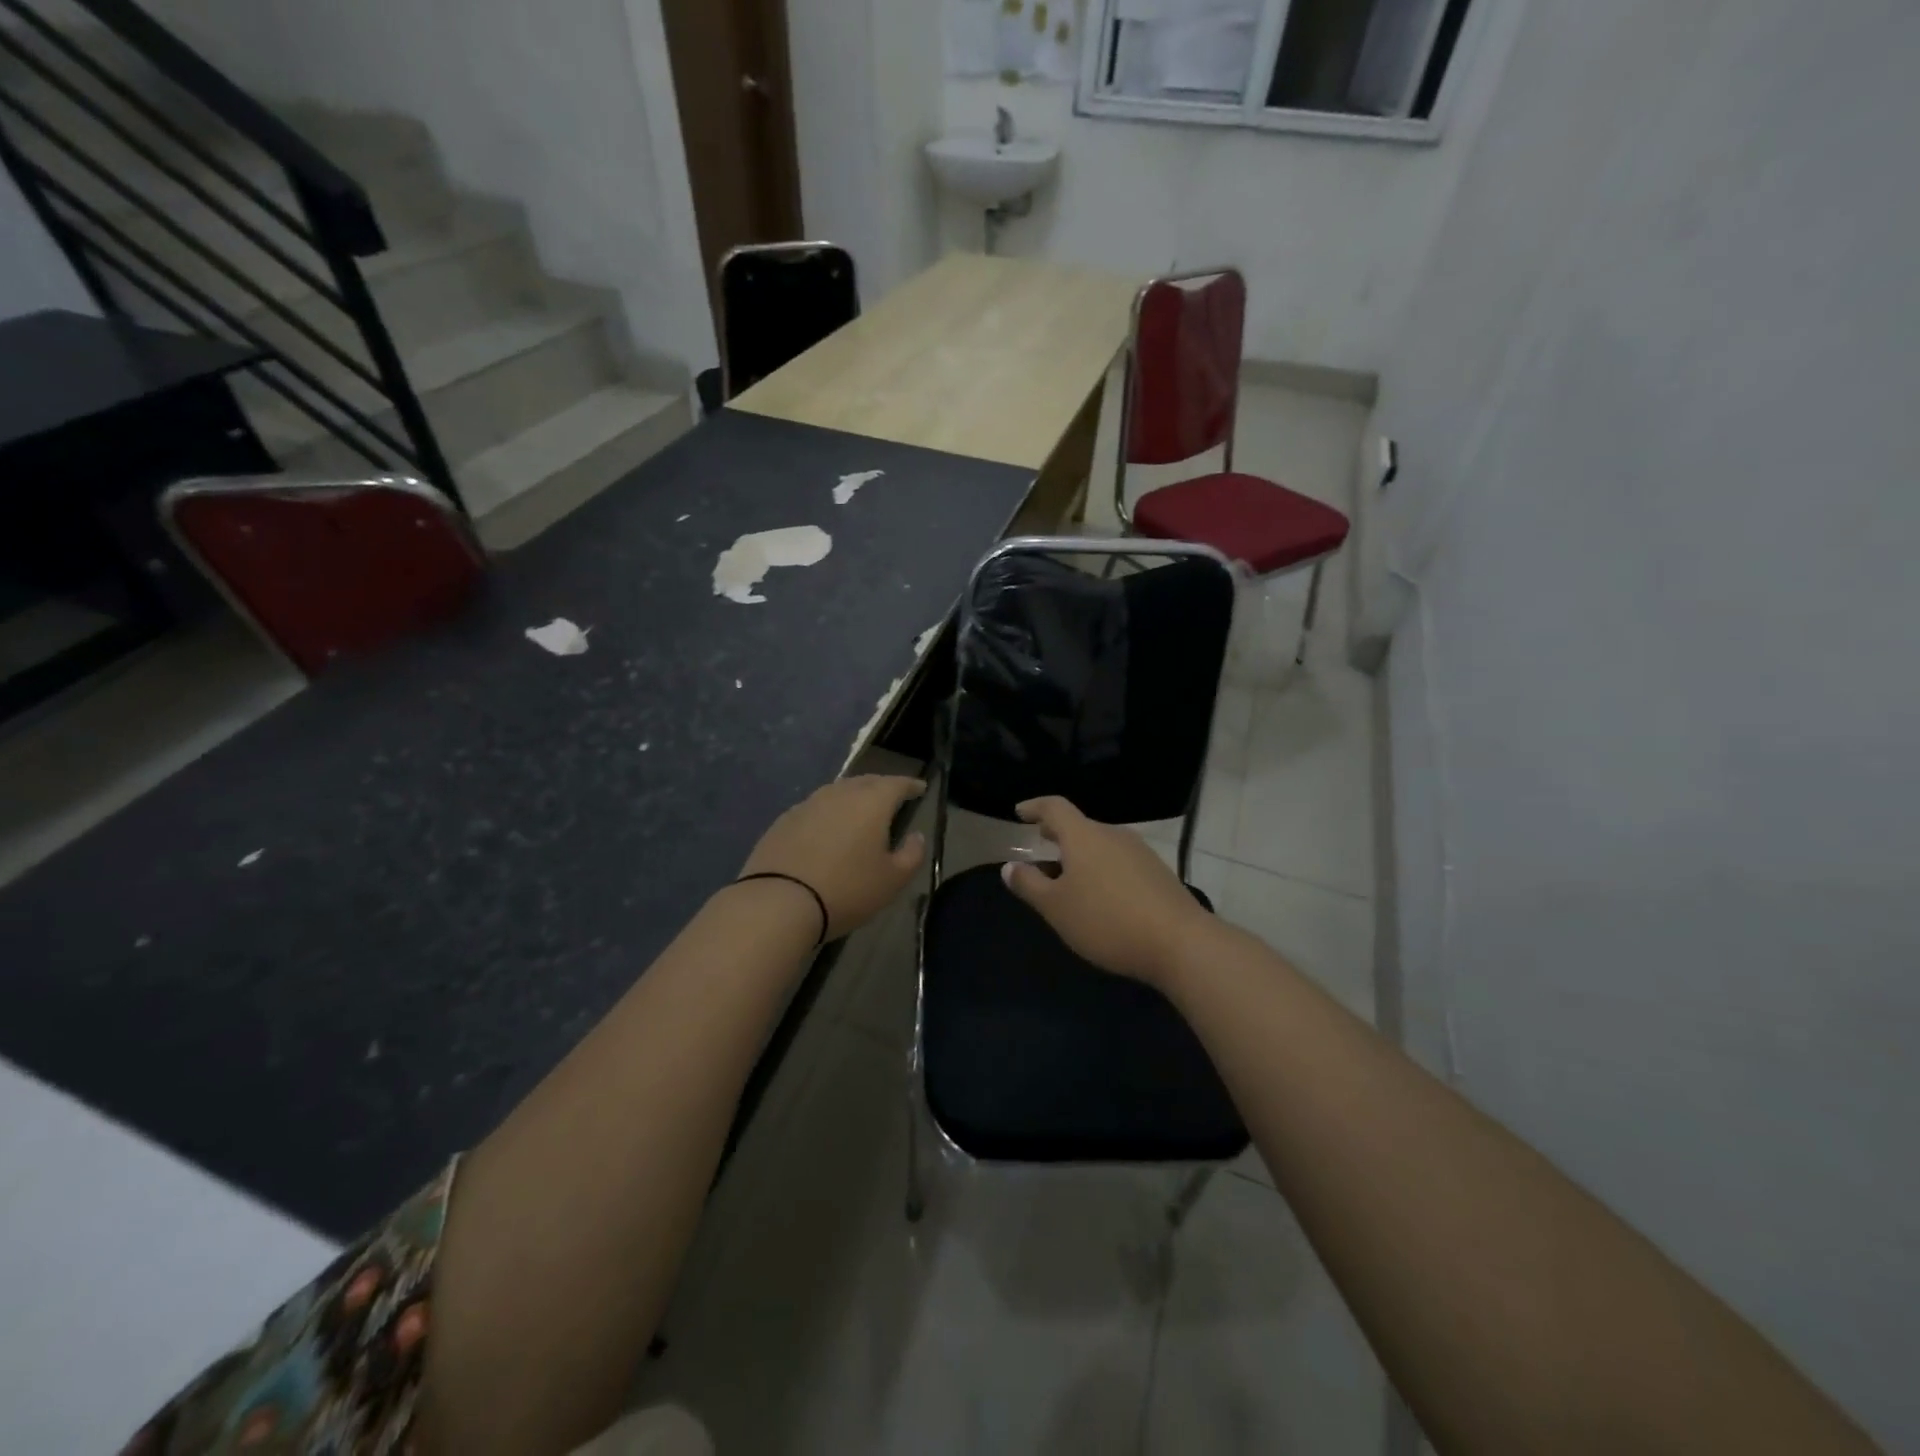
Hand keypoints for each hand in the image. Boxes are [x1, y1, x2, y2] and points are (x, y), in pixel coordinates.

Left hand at [740, 775, 926, 938]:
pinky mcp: (783, 821)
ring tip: (860, 811)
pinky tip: (827, 829)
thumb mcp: (892, 880)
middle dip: (882, 787)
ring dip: (852, 797)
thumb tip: (916, 836)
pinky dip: (828, 813)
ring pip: (837, 792)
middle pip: (866, 782)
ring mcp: (808, 805)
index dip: (911, 785)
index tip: (920, 788)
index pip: (897, 784)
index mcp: (871, 803)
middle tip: (891, 797)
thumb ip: (912, 854)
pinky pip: (815, 808)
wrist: (779, 902)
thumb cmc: (846, 890)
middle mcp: (839, 794)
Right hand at [1000, 796, 1211, 985]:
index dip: (1035, 807)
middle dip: (1058, 834)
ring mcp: (1140, 852)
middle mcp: (1113, 835)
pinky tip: (1100, 896)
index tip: (1020, 812)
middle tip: (1041, 842)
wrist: (1180, 943)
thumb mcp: (1056, 907)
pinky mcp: (1158, 873)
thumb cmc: (1106, 920)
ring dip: (1080, 854)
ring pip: (1101, 845)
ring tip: (1067, 875)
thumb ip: (1030, 885)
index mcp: (1084, 836)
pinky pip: (1119, 862)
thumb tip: (1010, 866)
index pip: (1054, 807)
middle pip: (1080, 826)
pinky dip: (1101, 869)